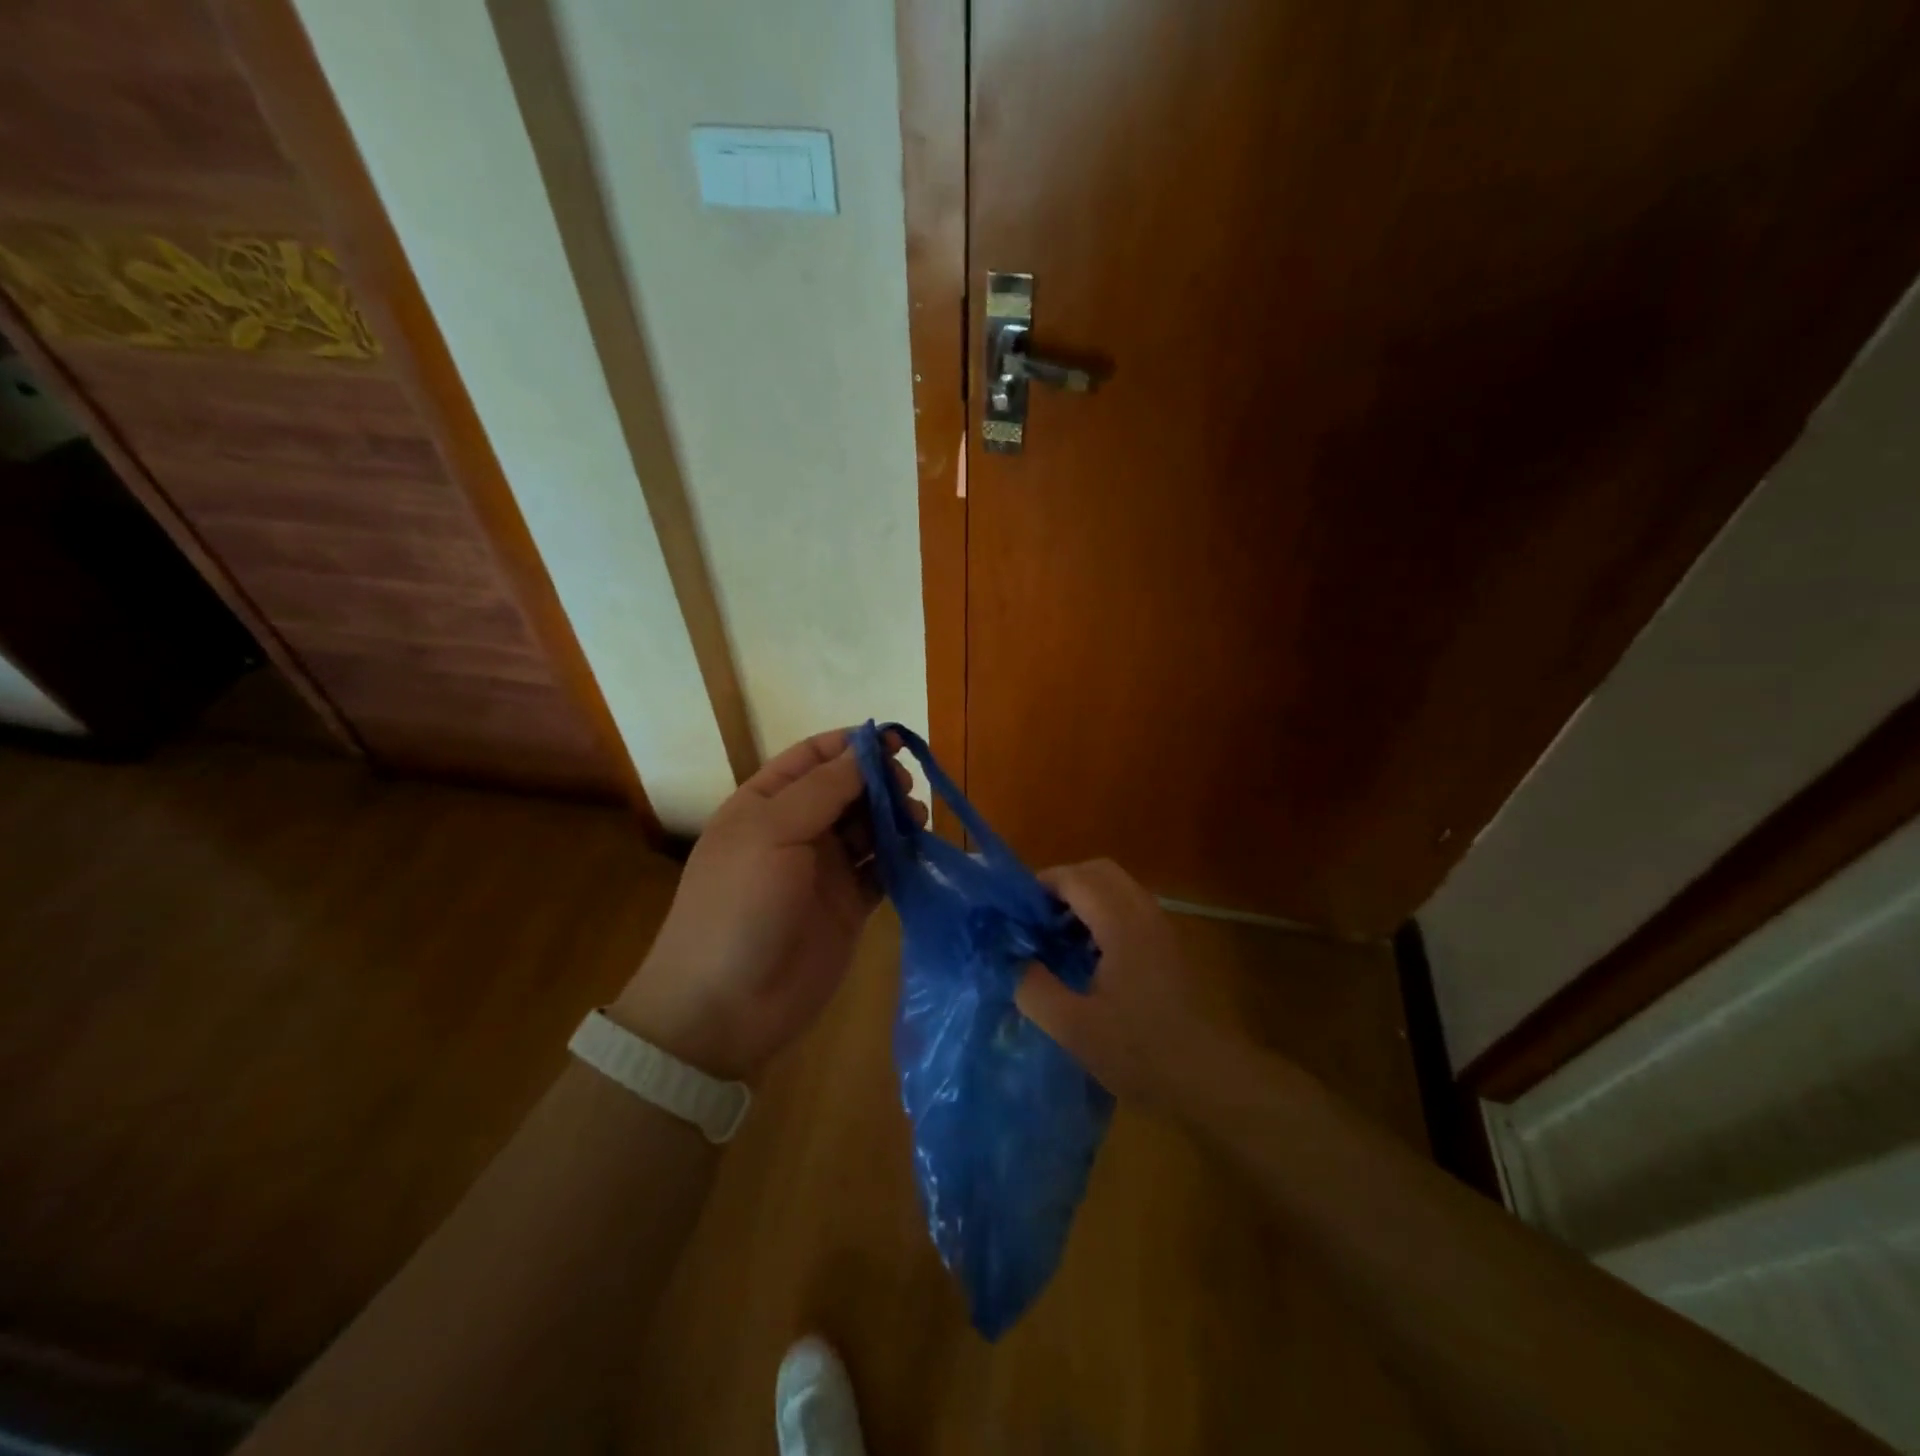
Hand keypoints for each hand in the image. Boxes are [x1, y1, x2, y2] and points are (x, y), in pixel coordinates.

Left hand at [612, 728, 923, 1082]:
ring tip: (916, 820)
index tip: (896, 742)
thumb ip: (823, 789)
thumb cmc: (738, 906)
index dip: (853, 744)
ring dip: (895, 816)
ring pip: (870, 826)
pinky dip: (902, 856)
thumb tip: (866, 749)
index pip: (814, 757)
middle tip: (907, 789)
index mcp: (766, 803)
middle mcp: (797, 830)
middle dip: (880, 781)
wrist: (725, 1008)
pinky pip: (882, 869)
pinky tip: (918, 852)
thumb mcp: (772, 833)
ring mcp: (824, 870)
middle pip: (849, 789)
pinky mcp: (850, 906)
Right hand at [1015, 859, 1223, 1105]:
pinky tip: (1087, 957)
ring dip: (1083, 899)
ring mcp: (1161, 927)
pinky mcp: (1168, 945)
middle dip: (1063, 885)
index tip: (1015, 913)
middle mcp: (1144, 913)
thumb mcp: (1073, 1027)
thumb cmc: (1139, 1051)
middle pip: (1098, 871)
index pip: (1075, 878)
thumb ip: (1033, 988)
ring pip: (1116, 888)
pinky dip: (1102, 914)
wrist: (1209, 1078)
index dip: (1041, 885)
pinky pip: (1129, 908)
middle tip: (1036, 920)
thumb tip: (1010, 959)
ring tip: (1056, 938)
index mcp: (1121, 923)